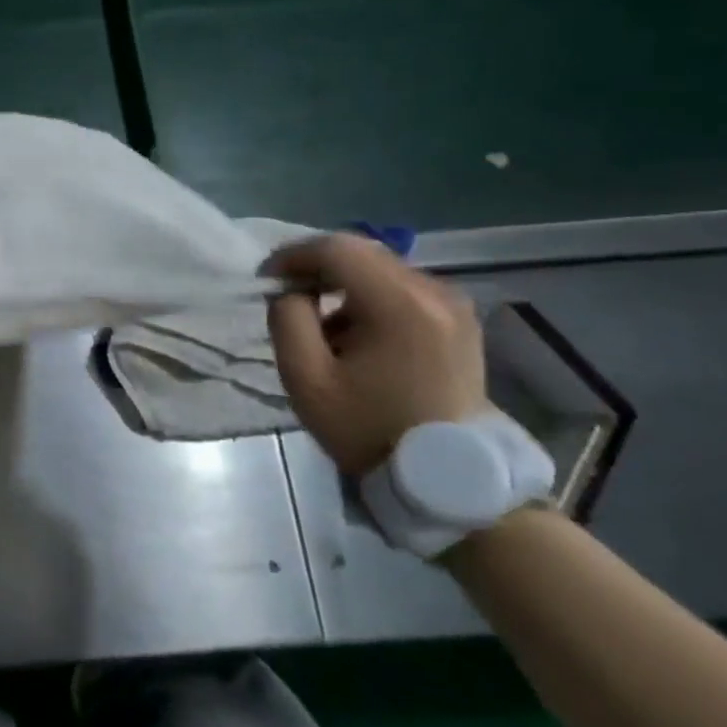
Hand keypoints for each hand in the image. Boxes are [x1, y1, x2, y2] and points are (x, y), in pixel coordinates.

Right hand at [263, 234, 486, 474]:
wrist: (446, 478)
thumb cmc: (369, 428)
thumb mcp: (306, 378)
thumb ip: (287, 319)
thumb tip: (292, 291)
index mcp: (400, 303)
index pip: (336, 249)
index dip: (293, 255)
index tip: (266, 279)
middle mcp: (434, 292)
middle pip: (361, 252)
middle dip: (316, 266)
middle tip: (287, 294)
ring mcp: (454, 305)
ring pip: (382, 268)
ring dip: (343, 283)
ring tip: (321, 320)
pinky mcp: (460, 320)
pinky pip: (404, 288)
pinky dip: (370, 296)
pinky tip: (356, 331)